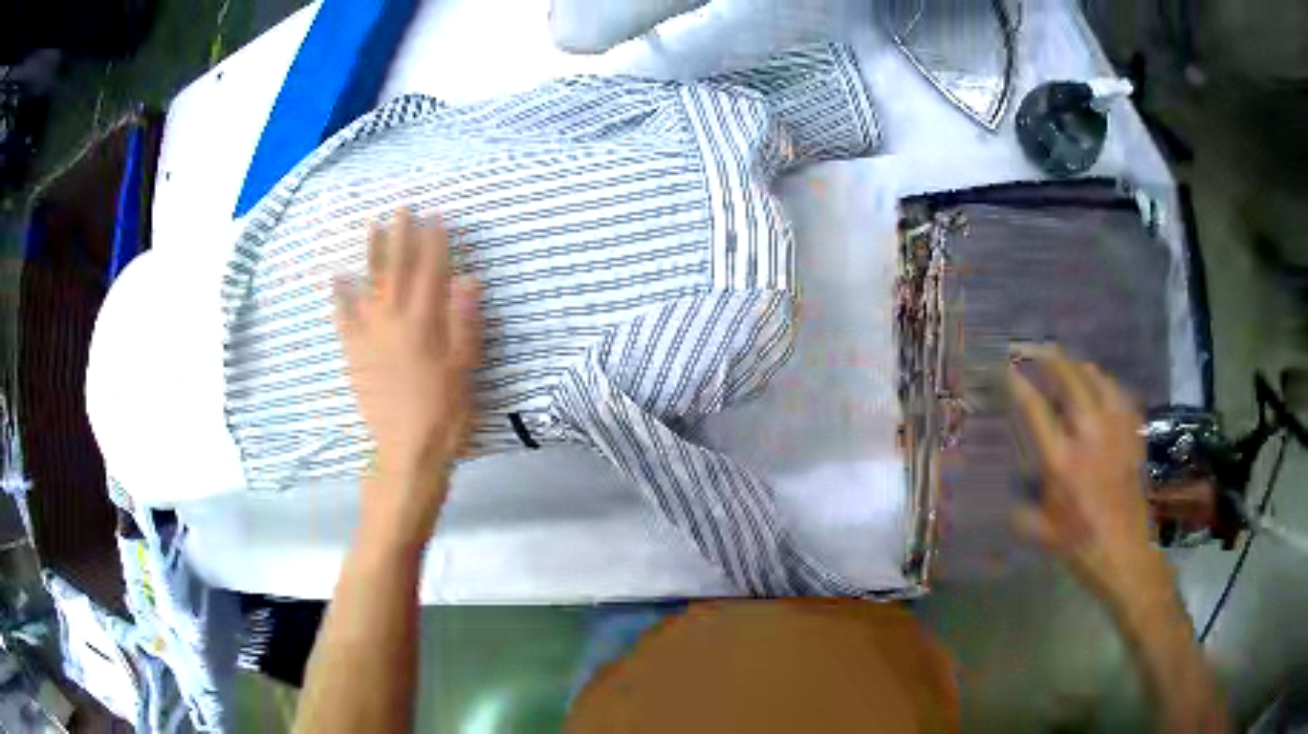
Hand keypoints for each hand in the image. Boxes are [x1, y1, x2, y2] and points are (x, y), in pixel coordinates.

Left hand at [334, 208, 480, 540]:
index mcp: (425, 324)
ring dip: (372, 255)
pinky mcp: (355, 355)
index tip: (436, 217)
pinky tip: (338, 278)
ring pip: (370, 287)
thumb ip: (464, 321)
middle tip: (401, 209)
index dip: (435, 243)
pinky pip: (344, 320)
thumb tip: (468, 278)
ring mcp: (370, 337)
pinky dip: (340, 297)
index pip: (431, 273)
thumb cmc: (445, 412)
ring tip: (373, 227)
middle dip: (401, 237)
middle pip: (398, 272)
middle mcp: (395, 322)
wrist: (408, 450)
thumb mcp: (465, 368)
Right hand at [1008, 345, 1165, 601]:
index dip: (1018, 382)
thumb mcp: (1039, 533)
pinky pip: (1119, 394)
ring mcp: (1114, 430)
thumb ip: (1020, 509)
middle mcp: (1086, 435)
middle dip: (1049, 358)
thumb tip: (1011, 493)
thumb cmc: (1079, 545)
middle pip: (1068, 379)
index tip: (1007, 368)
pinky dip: (1106, 384)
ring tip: (1069, 363)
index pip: (1034, 408)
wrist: (1125, 552)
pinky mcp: (1132, 434)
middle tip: (1036, 349)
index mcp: (1059, 461)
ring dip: (1078, 366)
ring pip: (1096, 379)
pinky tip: (1102, 387)